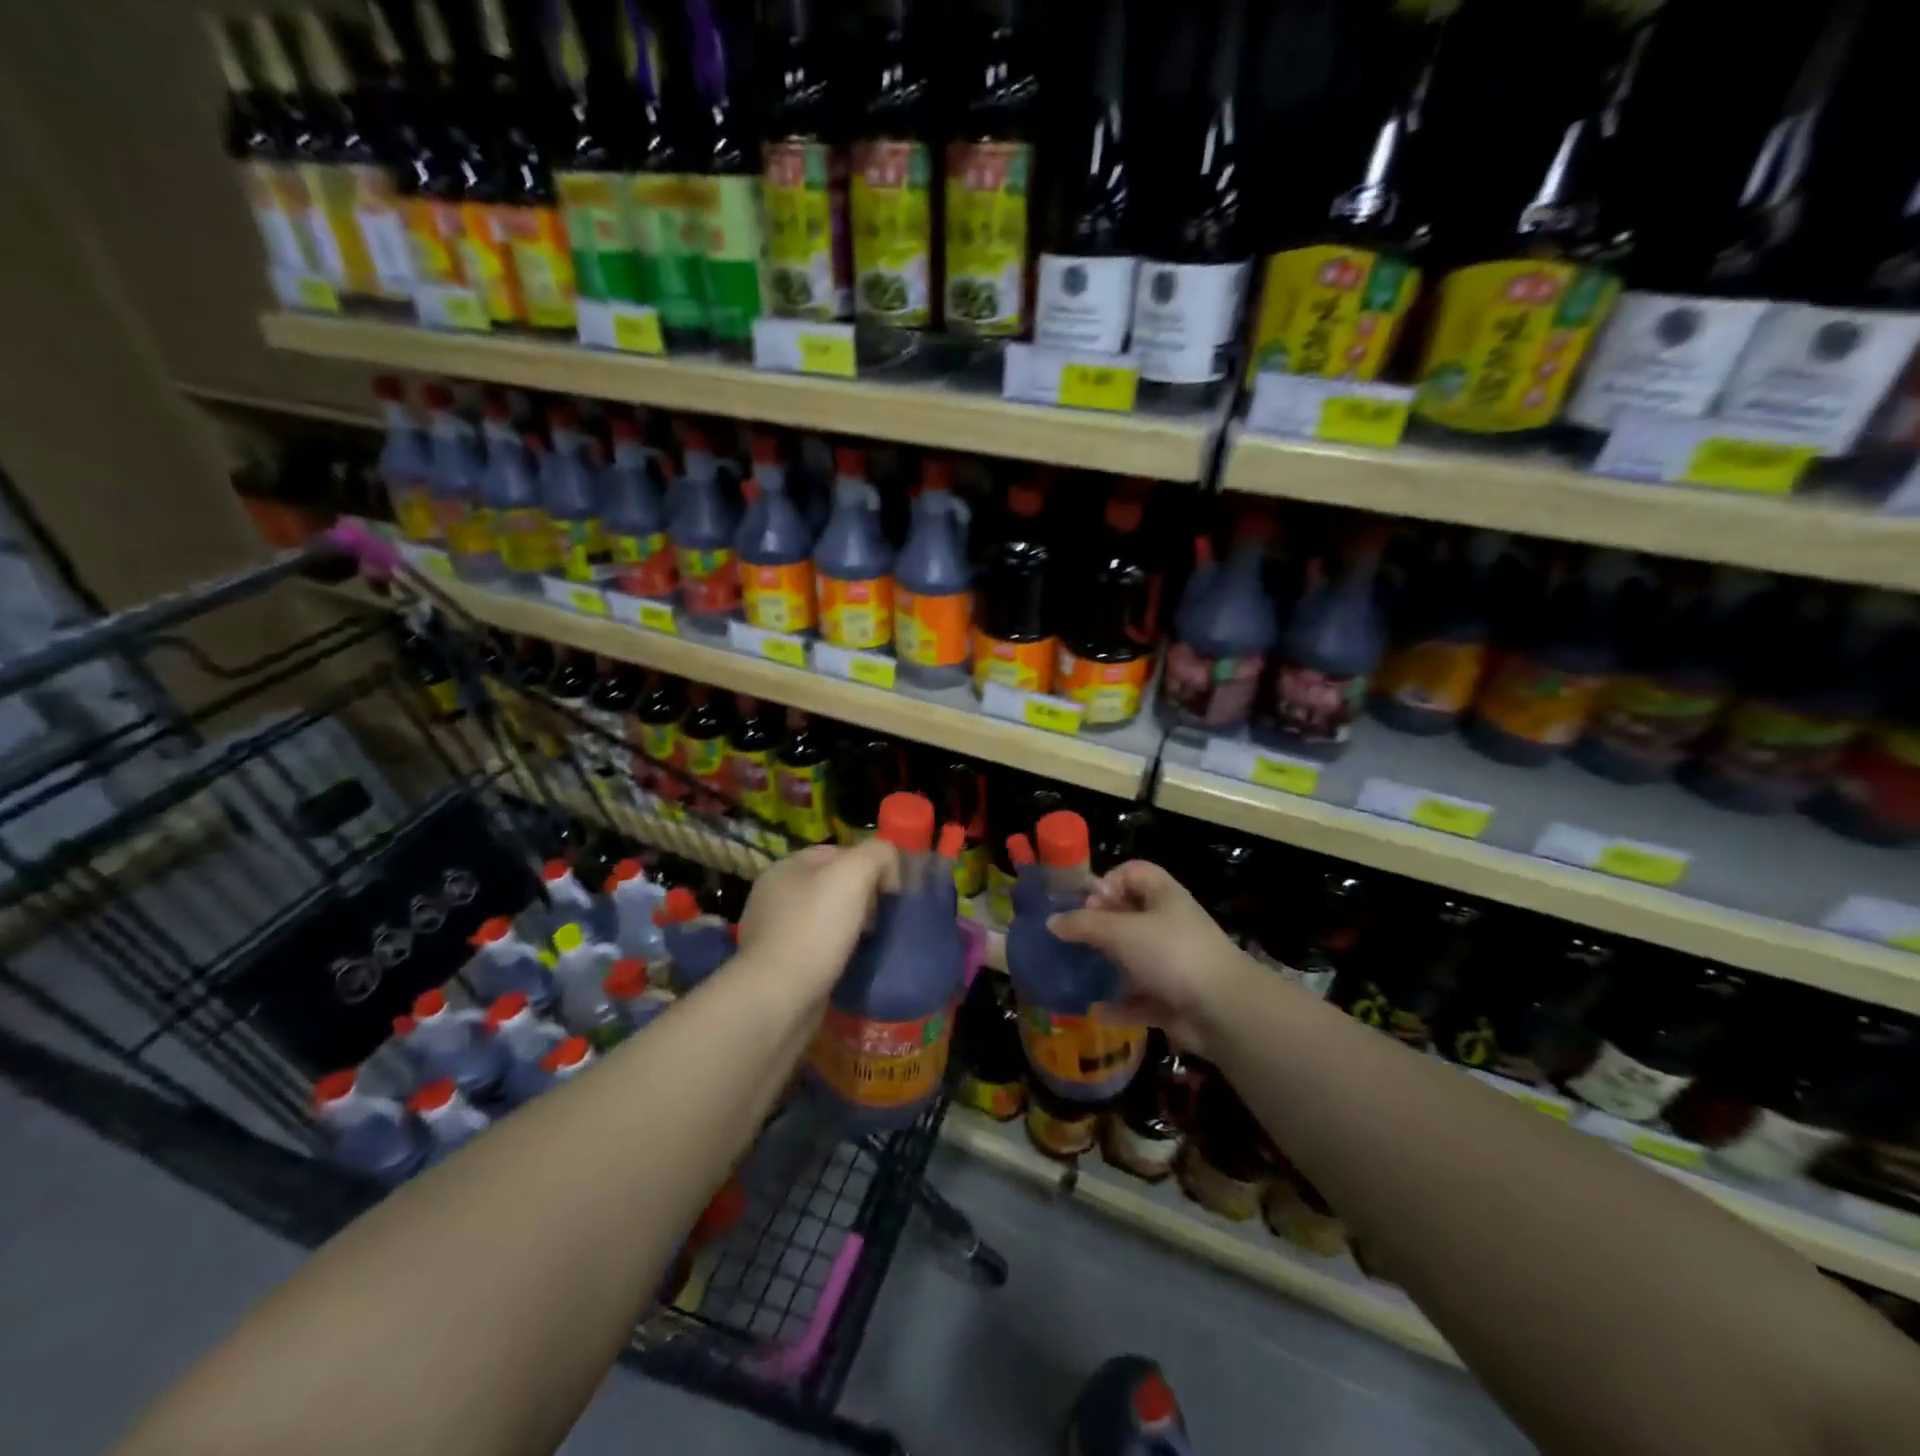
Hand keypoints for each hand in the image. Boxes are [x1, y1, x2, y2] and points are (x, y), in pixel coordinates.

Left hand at [734, 839, 896, 999]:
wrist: (778, 1000)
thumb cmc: (814, 929)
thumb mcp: (853, 874)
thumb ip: (877, 854)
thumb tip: (890, 866)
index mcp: (786, 867)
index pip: (839, 852)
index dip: (871, 865)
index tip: (893, 891)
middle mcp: (775, 896)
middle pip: (834, 886)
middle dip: (863, 899)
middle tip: (886, 919)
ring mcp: (774, 933)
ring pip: (828, 919)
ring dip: (853, 929)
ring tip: (875, 943)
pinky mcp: (780, 967)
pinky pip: (819, 949)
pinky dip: (838, 954)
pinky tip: (854, 964)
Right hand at [1046, 859, 1254, 1057]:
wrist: (1223, 1009)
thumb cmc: (1171, 953)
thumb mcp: (1120, 931)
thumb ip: (1083, 925)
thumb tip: (1052, 921)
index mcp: (1163, 896)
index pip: (1132, 872)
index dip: (1107, 882)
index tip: (1087, 904)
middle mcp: (1169, 924)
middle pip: (1129, 915)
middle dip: (1100, 927)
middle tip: (1074, 939)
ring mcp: (1174, 963)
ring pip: (1134, 958)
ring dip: (1108, 966)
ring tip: (1077, 972)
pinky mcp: (1174, 999)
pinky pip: (1140, 998)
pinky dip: (1119, 1005)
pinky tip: (1095, 1010)